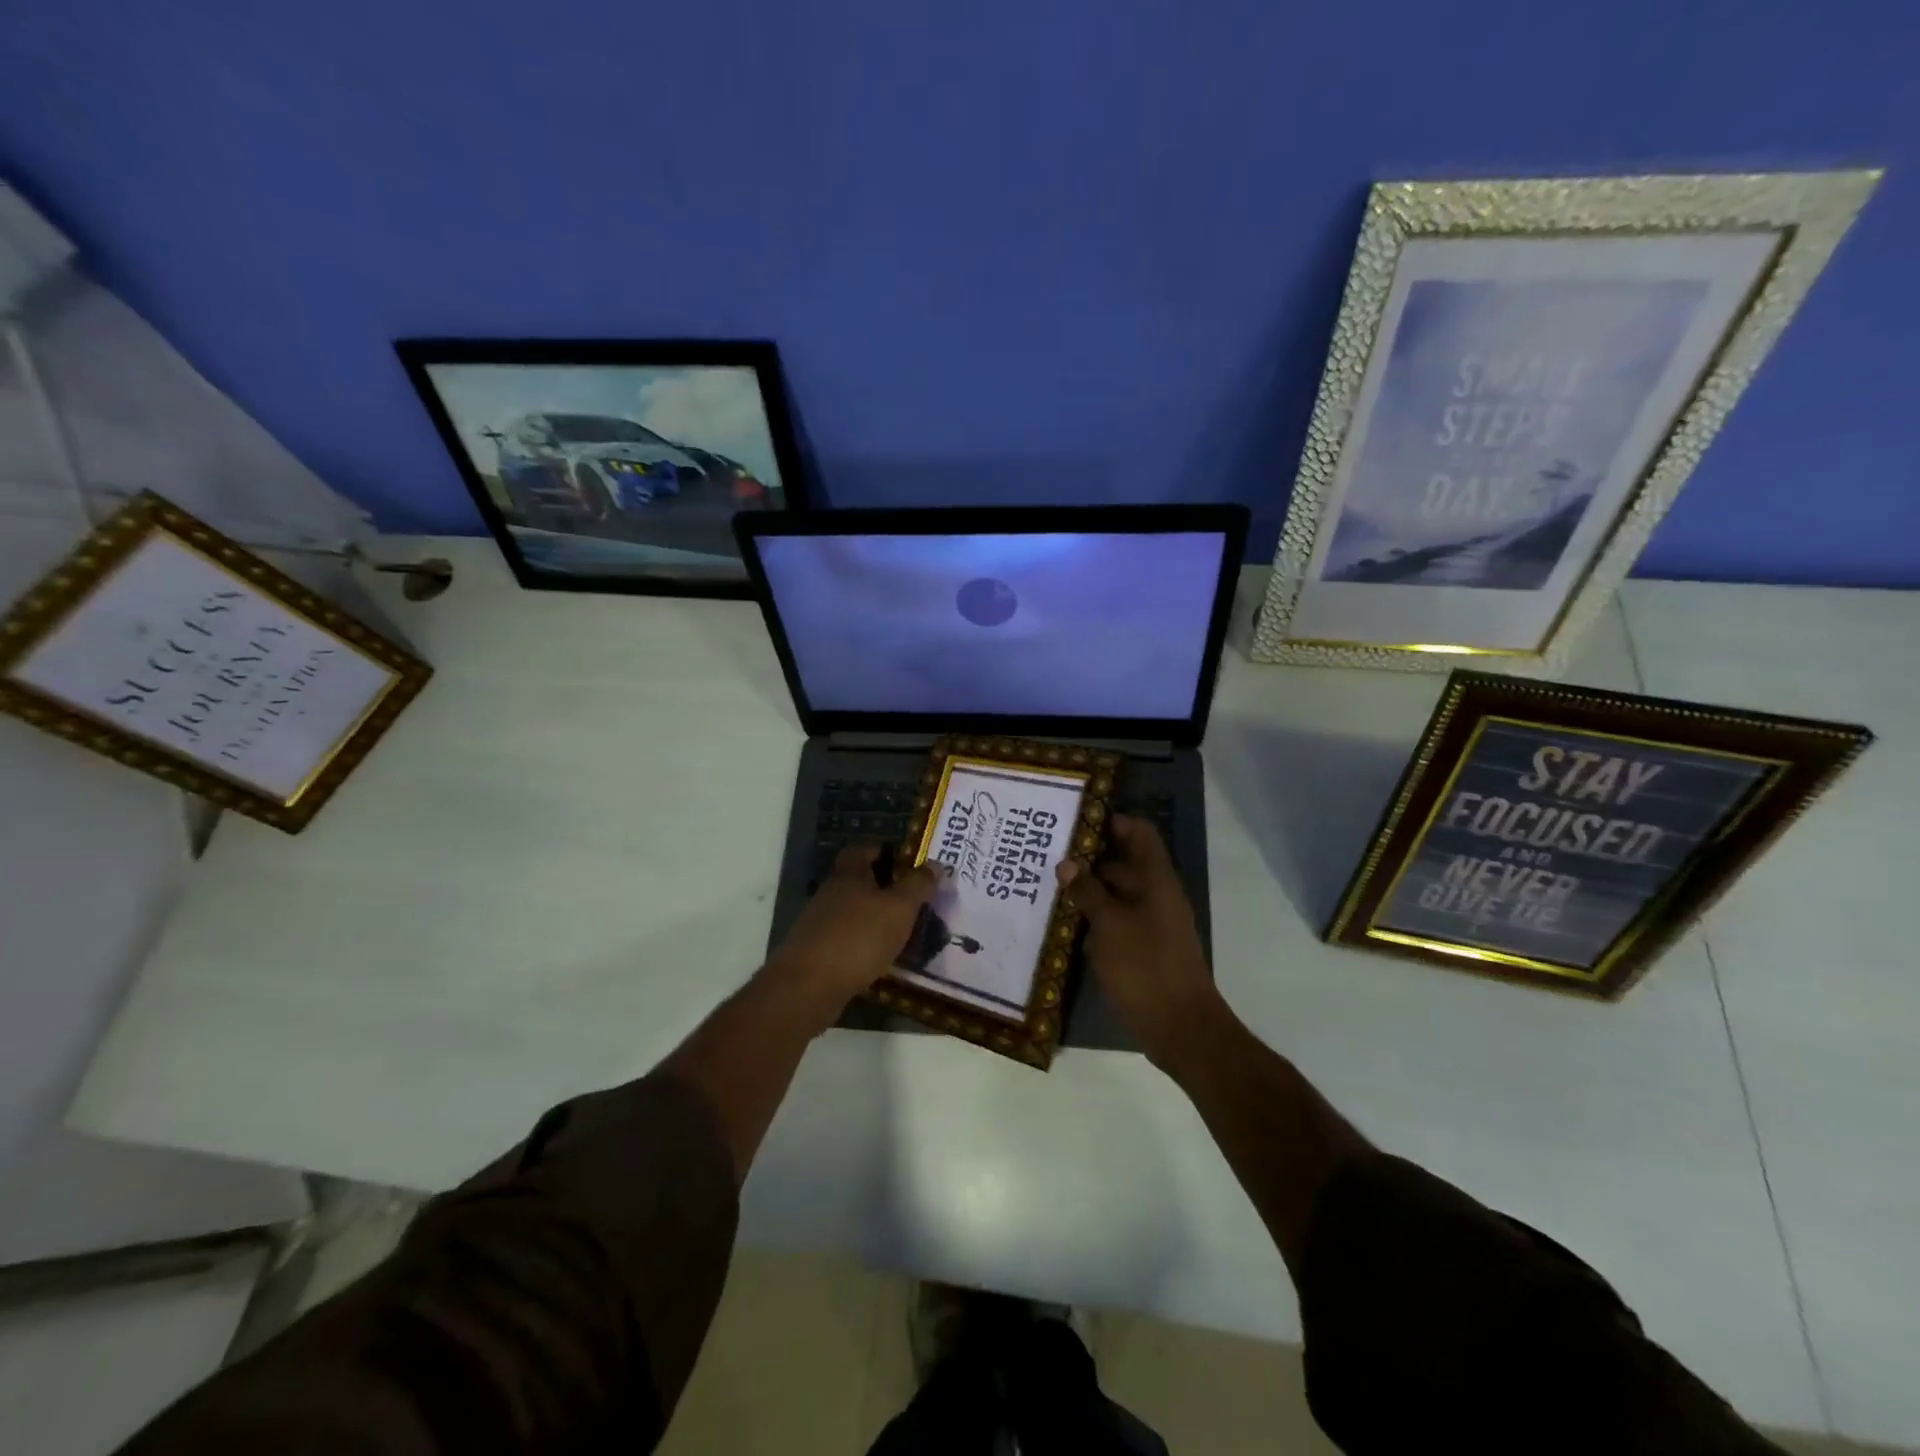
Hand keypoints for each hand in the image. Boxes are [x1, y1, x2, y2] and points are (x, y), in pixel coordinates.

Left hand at [766, 845, 935, 1015]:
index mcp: (848, 874)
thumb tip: (936, 863)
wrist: (808, 986)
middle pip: (857, 881)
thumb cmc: (858, 937)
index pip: (862, 849)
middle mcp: (829, 893)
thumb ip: (918, 885)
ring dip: (873, 918)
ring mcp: (818, 923)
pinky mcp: (815, 951)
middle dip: (883, 888)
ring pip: (851, 912)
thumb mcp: (899, 908)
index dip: (883, 851)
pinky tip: (879, 959)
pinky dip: (862, 944)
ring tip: (902, 933)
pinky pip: (845, 939)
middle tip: (912, 901)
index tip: (906, 864)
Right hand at [1056, 815, 1226, 1075]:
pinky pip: (1116, 923)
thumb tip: (1067, 863)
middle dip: (1089, 859)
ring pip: (1117, 896)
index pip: (1139, 834)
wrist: (1180, 1028)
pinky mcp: (1143, 950)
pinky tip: (1064, 925)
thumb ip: (1088, 891)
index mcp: (1157, 881)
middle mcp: (1157, 897)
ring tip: (1048, 887)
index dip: (1112, 821)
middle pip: (1124, 864)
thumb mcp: (1110, 925)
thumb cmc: (1145, 966)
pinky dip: (1094, 920)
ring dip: (1088, 891)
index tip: (1076, 819)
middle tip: (1049, 855)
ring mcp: (1152, 925)